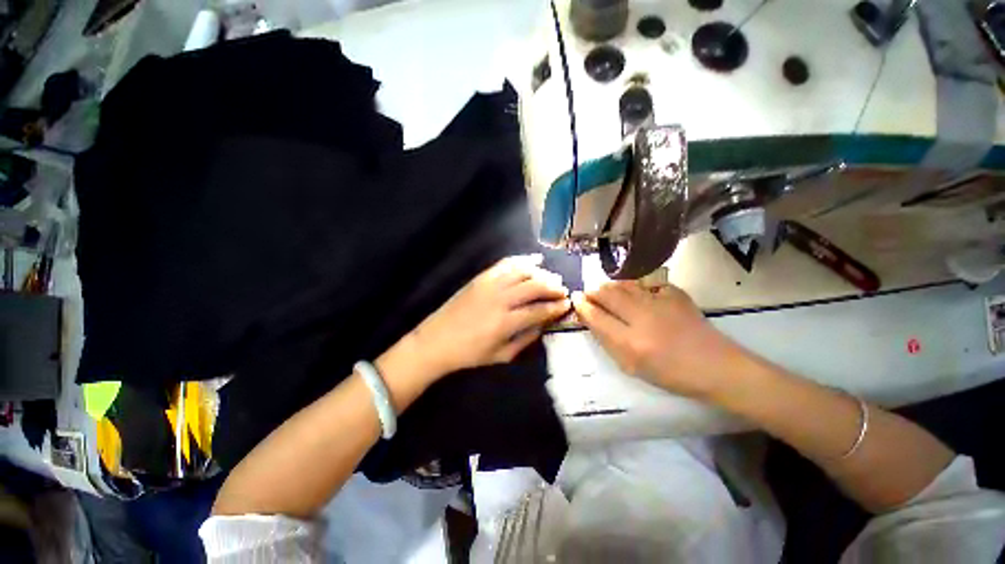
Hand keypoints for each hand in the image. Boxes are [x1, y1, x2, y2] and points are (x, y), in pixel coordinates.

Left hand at [408, 254, 570, 379]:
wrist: (437, 340)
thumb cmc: (470, 353)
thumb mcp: (502, 355)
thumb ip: (526, 339)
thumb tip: (544, 324)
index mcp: (506, 322)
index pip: (539, 310)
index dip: (556, 306)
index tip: (567, 304)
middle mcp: (500, 299)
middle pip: (535, 285)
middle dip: (554, 286)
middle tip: (563, 290)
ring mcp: (490, 284)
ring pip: (523, 271)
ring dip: (541, 273)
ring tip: (552, 277)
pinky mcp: (481, 277)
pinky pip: (505, 263)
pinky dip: (522, 260)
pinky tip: (534, 260)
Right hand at [572, 282, 747, 398]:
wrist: (715, 366)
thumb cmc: (670, 373)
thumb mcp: (631, 366)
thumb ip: (607, 341)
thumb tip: (591, 318)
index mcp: (630, 342)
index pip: (596, 316)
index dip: (582, 306)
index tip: (576, 299)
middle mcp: (642, 317)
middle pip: (606, 294)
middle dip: (592, 292)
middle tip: (588, 294)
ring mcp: (659, 302)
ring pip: (623, 285)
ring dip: (608, 286)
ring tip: (604, 291)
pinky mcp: (674, 293)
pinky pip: (644, 282)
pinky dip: (631, 285)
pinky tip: (631, 291)